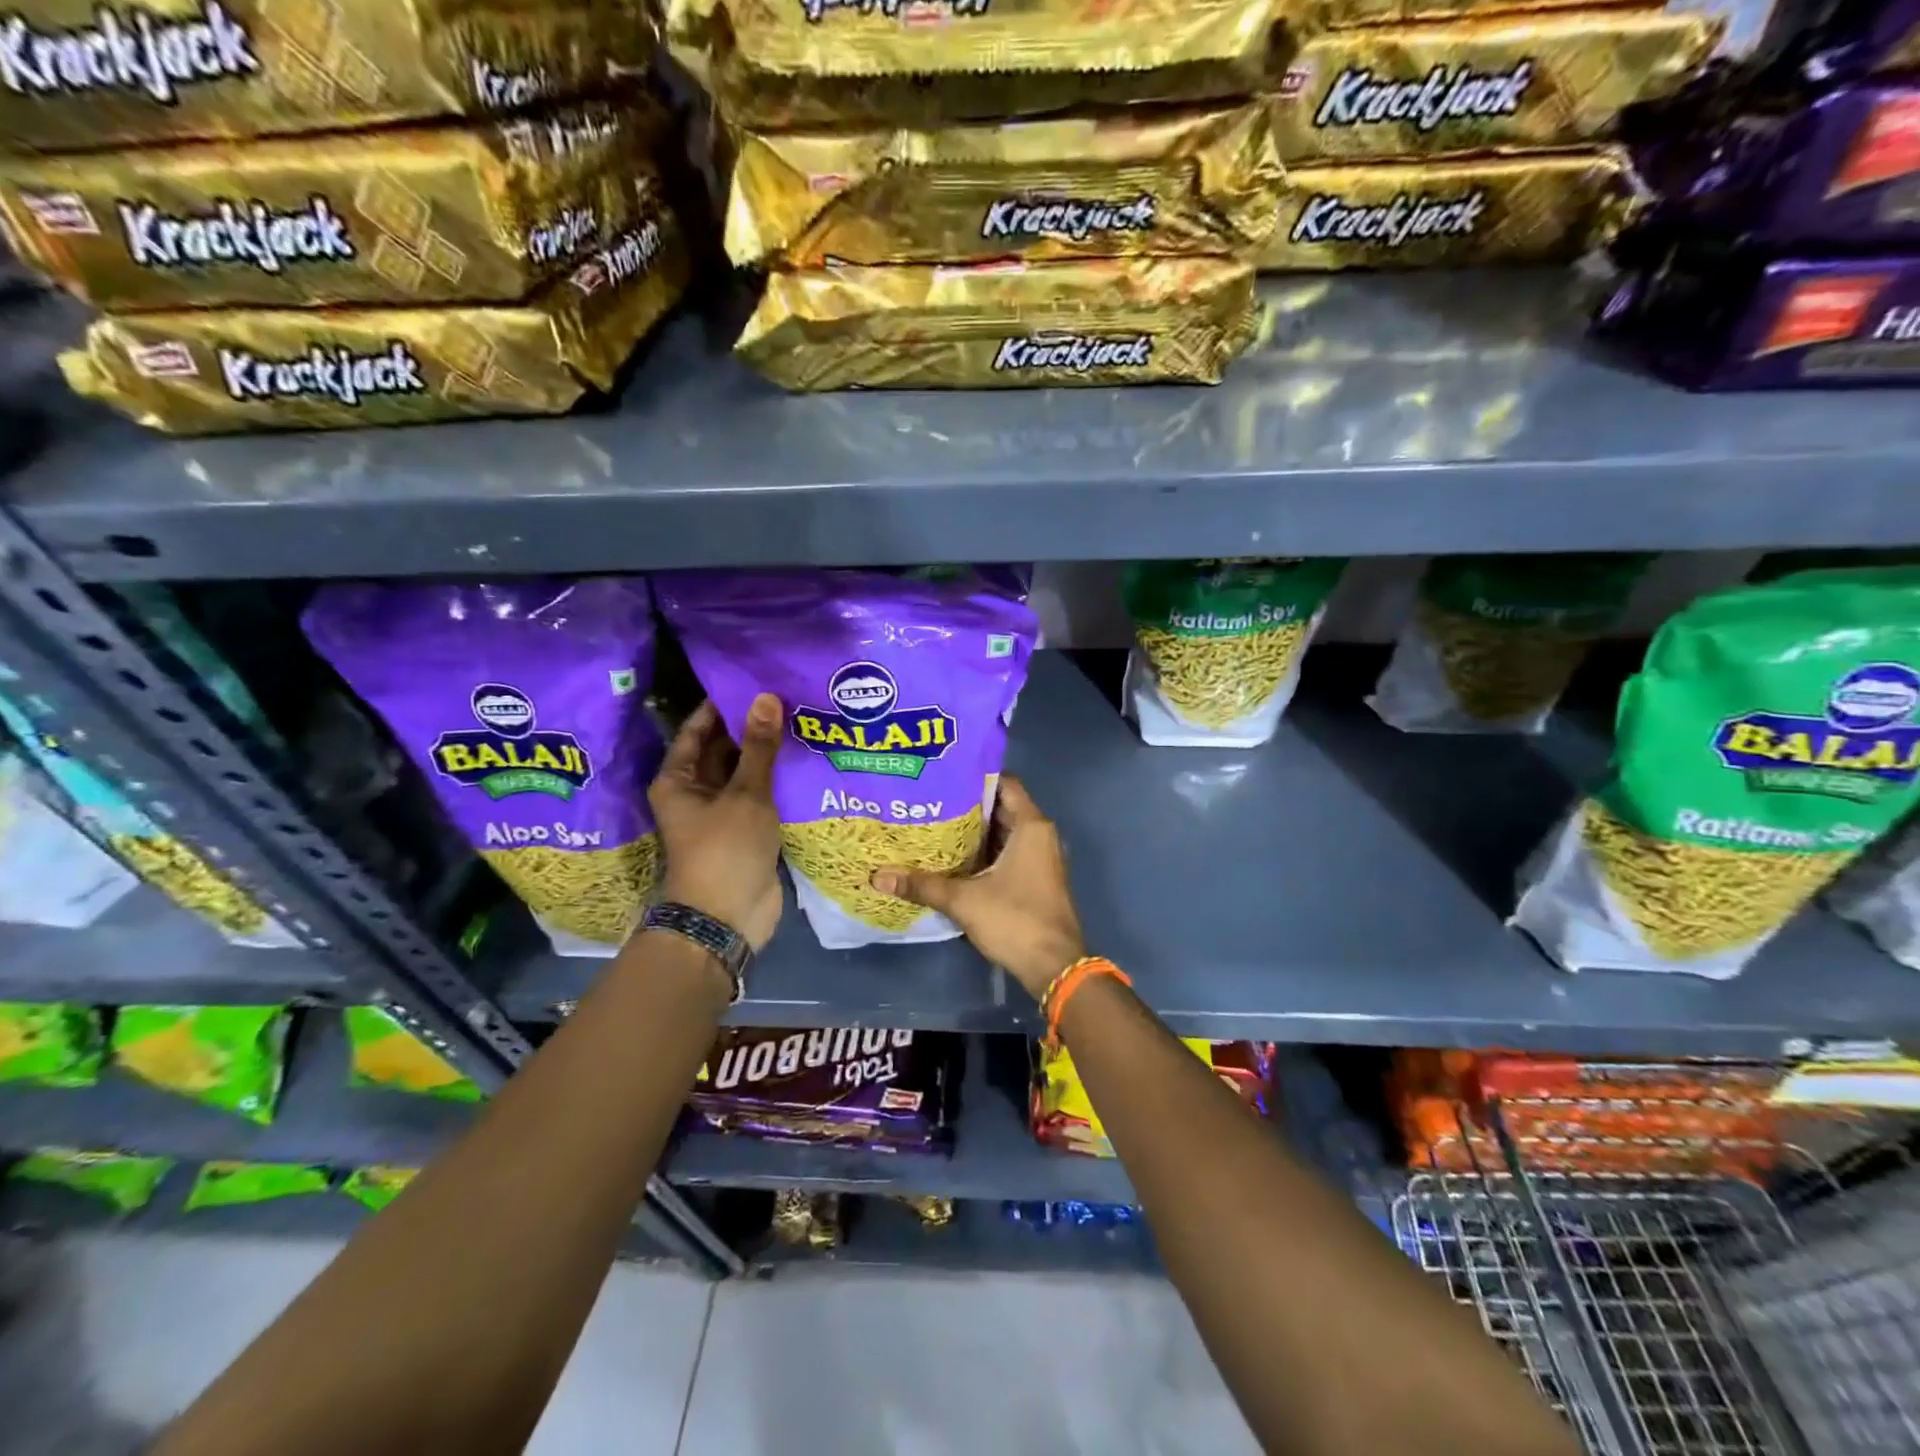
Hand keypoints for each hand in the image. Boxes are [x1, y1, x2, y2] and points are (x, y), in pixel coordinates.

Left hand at [649, 695, 783, 950]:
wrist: (728, 916)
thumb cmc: (725, 849)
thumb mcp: (745, 793)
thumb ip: (758, 747)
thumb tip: (766, 698)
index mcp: (679, 780)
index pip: (697, 730)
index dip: (722, 705)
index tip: (751, 680)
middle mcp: (696, 792)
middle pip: (722, 750)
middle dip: (751, 728)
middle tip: (787, 697)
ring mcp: (722, 812)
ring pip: (745, 773)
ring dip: (768, 754)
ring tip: (801, 720)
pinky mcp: (746, 829)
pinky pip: (761, 795)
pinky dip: (778, 780)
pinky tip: (804, 759)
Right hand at [870, 775, 1084, 999]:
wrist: (1054, 966)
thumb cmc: (1015, 920)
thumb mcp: (964, 900)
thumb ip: (922, 885)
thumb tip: (878, 876)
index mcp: (1031, 826)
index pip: (1004, 783)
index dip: (974, 776)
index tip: (943, 775)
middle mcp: (1040, 835)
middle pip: (1001, 807)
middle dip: (967, 804)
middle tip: (929, 800)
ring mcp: (1040, 858)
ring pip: (1004, 832)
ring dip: (974, 831)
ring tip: (934, 824)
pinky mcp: (1036, 878)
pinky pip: (1008, 852)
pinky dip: (984, 851)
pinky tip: (953, 858)